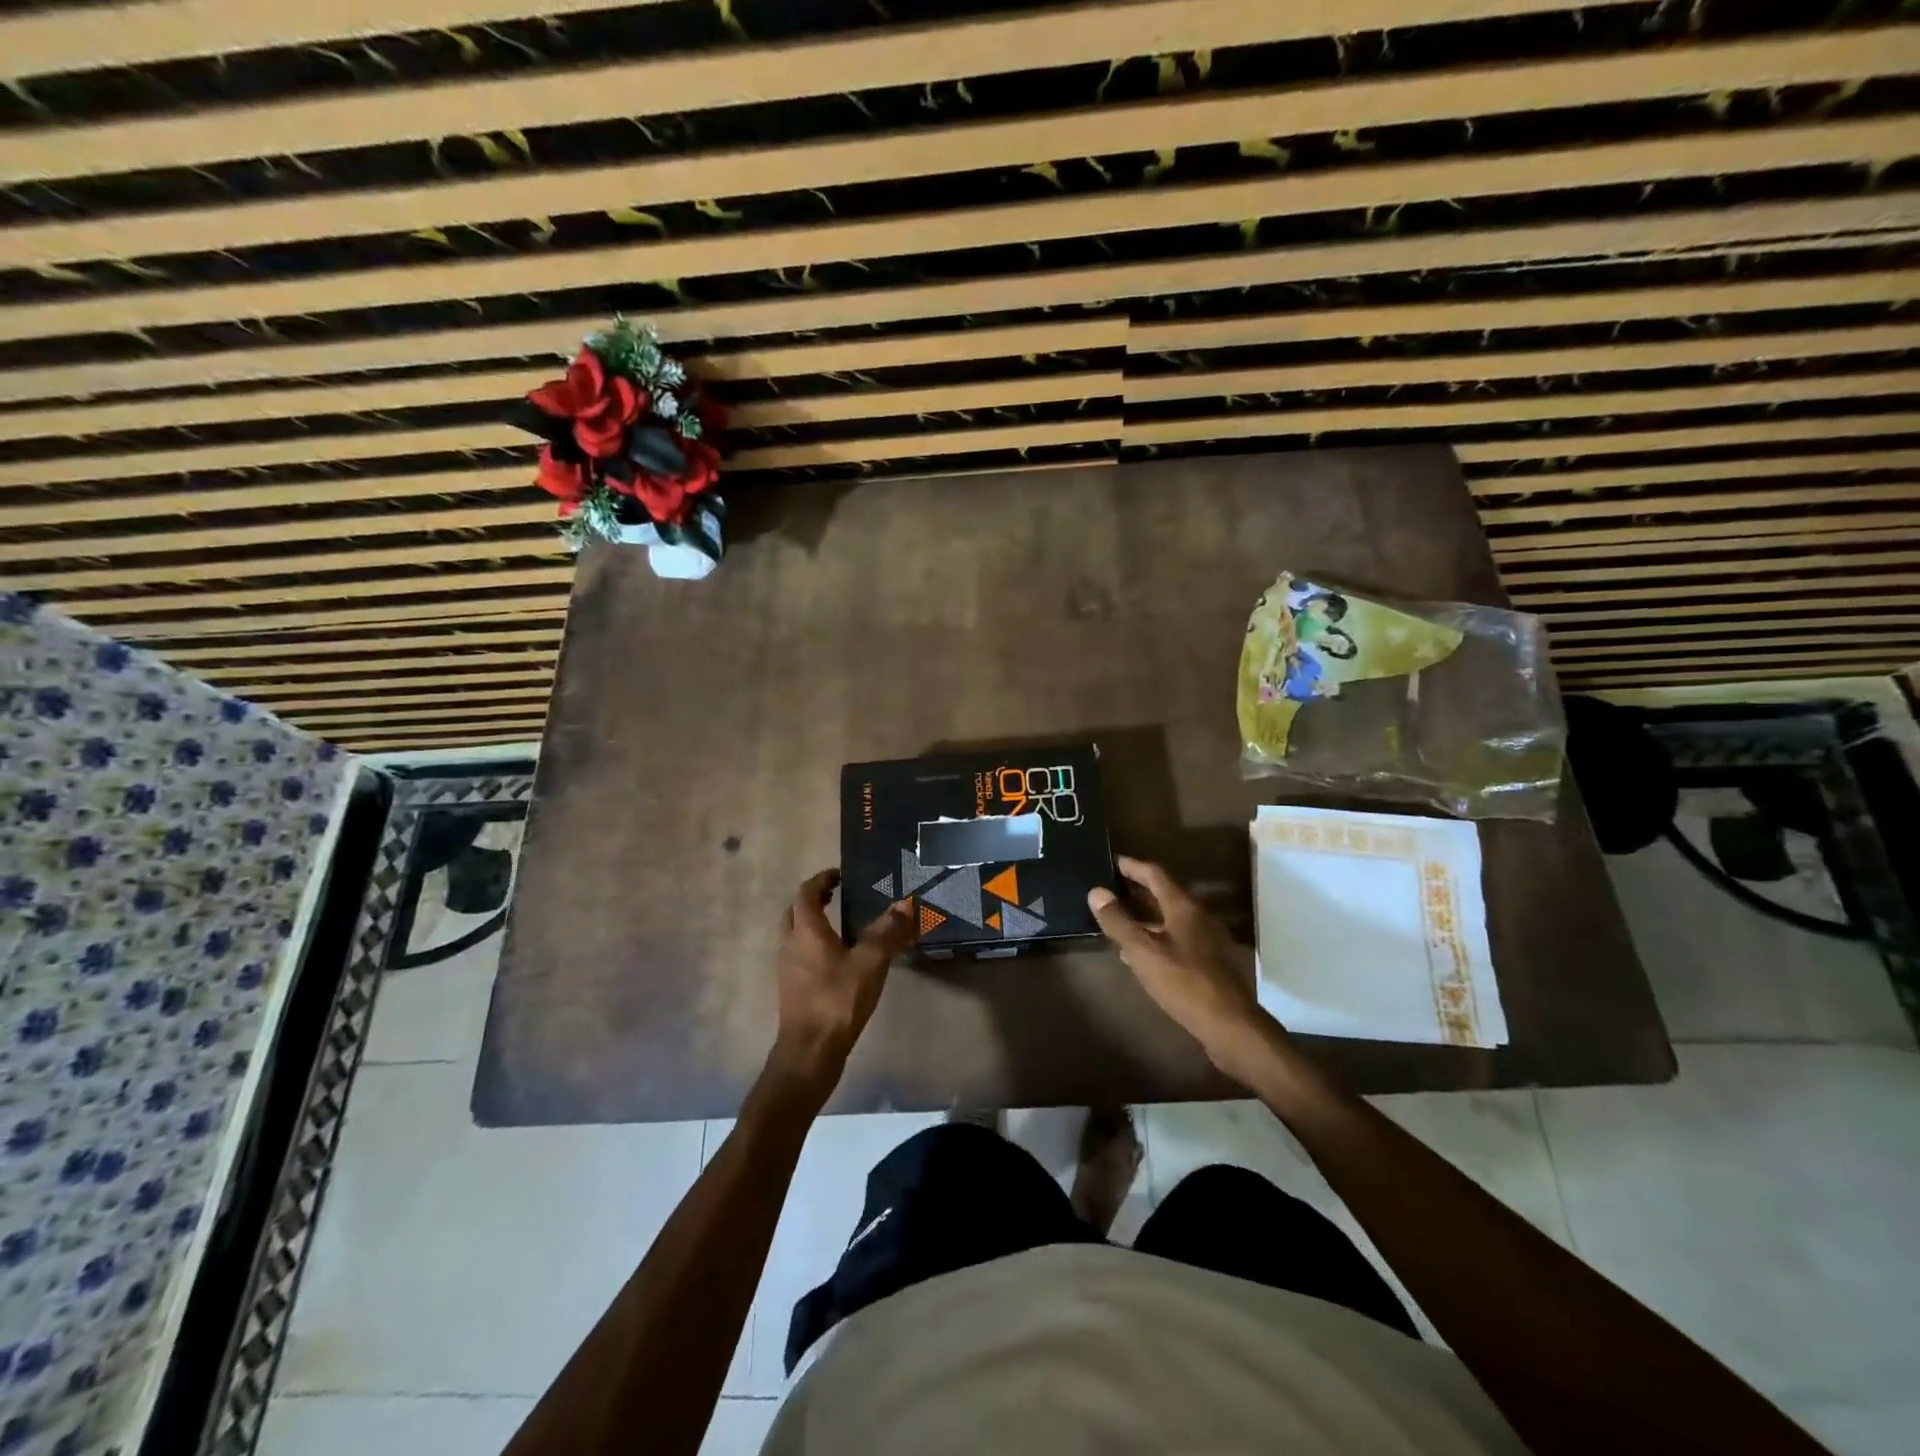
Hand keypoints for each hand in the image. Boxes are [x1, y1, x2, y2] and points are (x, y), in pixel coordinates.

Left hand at [768, 869, 914, 1102]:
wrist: (809, 1052)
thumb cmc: (837, 1001)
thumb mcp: (870, 962)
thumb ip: (887, 931)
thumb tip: (905, 904)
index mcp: (806, 931)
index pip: (806, 893)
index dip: (822, 880)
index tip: (840, 875)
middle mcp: (790, 944)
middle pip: (796, 911)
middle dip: (814, 899)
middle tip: (837, 895)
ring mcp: (788, 968)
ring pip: (795, 934)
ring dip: (812, 922)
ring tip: (841, 924)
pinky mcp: (792, 989)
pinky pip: (800, 955)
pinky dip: (814, 945)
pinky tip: (838, 959)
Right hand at [1087, 856, 1282, 1081]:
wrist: (1230, 1025)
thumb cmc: (1184, 983)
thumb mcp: (1143, 952)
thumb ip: (1118, 922)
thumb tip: (1096, 892)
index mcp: (1184, 907)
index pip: (1155, 874)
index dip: (1132, 866)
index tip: (1111, 861)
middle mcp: (1198, 917)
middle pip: (1164, 894)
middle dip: (1136, 889)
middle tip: (1110, 887)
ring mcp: (1206, 940)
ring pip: (1169, 918)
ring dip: (1145, 915)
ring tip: (1118, 918)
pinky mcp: (1208, 962)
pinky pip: (1176, 938)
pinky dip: (1155, 936)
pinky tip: (1139, 953)